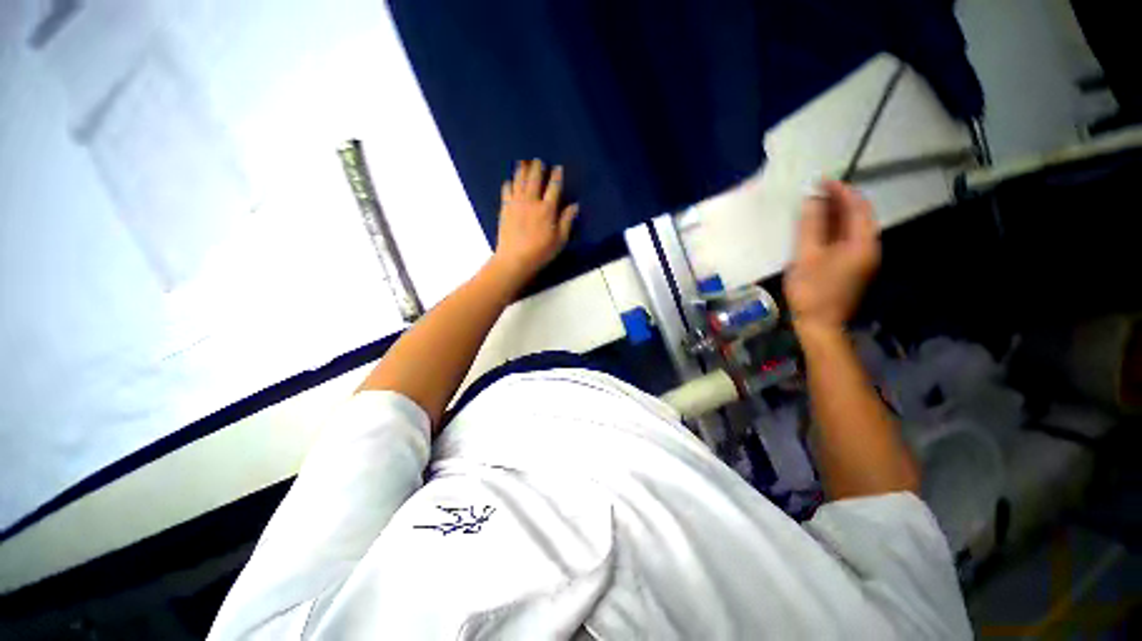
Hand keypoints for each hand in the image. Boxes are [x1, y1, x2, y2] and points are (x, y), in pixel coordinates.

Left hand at [491, 159, 578, 283]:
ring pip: (519, 181)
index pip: (554, 187)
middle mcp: (531, 201)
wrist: (514, 259)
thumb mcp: (559, 240)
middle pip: (535, 178)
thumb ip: (566, 221)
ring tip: (524, 163)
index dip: (557, 176)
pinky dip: (509, 184)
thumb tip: (575, 205)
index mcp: (547, 209)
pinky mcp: (505, 208)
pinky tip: (510, 182)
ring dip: (522, 170)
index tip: (558, 168)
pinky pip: (506, 190)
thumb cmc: (540, 252)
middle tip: (539, 161)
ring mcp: (516, 203)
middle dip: (538, 167)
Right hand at [784, 180, 879, 335]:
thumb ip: (810, 225)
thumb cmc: (811, 290)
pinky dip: (834, 229)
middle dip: (839, 200)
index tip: (821, 181)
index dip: (841, 190)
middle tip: (815, 192)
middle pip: (858, 216)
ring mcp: (862, 259)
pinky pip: (846, 239)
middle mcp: (869, 248)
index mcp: (862, 243)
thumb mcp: (806, 255)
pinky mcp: (852, 267)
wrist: (819, 324)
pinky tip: (817, 228)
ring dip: (835, 214)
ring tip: (813, 205)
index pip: (858, 207)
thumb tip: (812, 198)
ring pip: (852, 228)